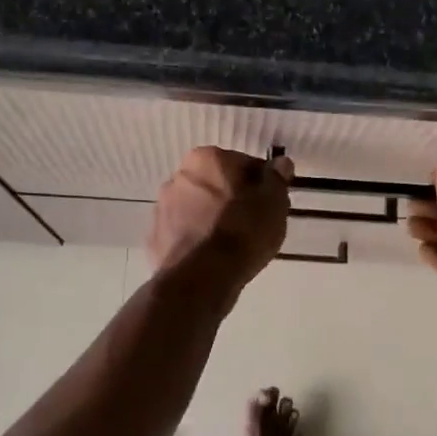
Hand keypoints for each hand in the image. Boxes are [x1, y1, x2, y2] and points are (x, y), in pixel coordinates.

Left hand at [148, 146, 294, 296]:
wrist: (203, 276)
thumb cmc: (243, 231)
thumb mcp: (273, 202)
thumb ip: (276, 179)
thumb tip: (280, 163)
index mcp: (207, 159)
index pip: (243, 164)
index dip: (261, 184)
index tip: (270, 204)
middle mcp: (179, 176)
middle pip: (216, 184)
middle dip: (233, 198)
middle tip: (254, 224)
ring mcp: (163, 207)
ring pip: (197, 207)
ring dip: (212, 217)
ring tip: (234, 244)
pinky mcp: (156, 237)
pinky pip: (185, 232)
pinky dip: (198, 239)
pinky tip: (213, 257)